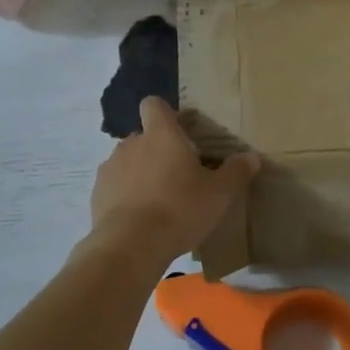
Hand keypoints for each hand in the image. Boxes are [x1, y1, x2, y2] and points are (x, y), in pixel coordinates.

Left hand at [86, 97, 258, 266]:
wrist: (131, 245)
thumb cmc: (180, 209)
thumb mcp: (219, 194)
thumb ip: (236, 172)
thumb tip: (252, 157)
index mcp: (161, 135)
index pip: (154, 105)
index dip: (166, 114)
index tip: (180, 133)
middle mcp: (131, 144)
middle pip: (143, 137)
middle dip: (158, 152)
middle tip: (179, 178)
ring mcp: (110, 168)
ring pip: (128, 163)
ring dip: (141, 175)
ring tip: (159, 203)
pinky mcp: (97, 195)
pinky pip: (115, 188)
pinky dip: (126, 197)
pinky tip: (140, 220)